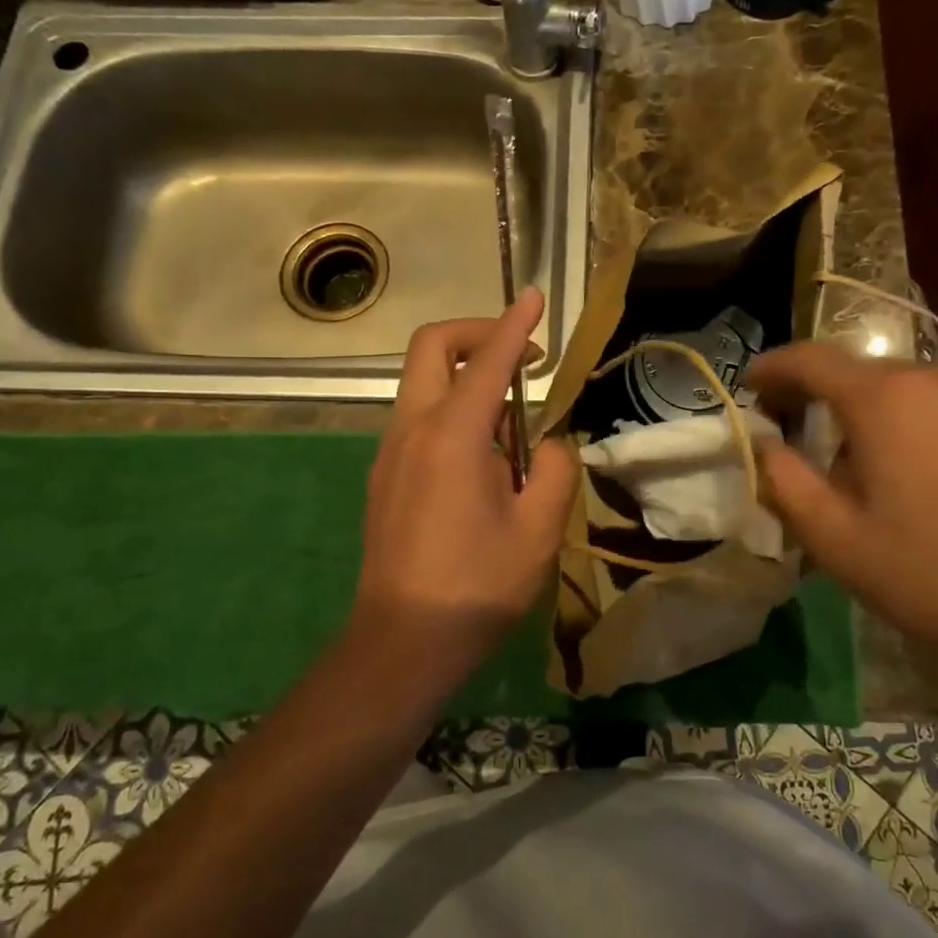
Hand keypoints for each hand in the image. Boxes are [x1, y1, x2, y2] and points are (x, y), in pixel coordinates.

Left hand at [349, 288, 578, 685]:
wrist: (404, 641)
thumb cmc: (478, 585)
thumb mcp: (539, 528)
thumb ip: (554, 470)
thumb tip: (547, 446)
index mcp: (452, 434)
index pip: (488, 359)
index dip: (515, 323)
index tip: (534, 296)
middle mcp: (412, 429)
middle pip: (432, 348)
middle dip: (476, 332)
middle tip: (521, 355)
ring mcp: (390, 452)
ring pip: (423, 383)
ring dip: (466, 377)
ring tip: (513, 422)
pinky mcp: (384, 476)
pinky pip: (419, 419)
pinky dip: (452, 409)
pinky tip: (482, 458)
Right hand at [745, 346, 937, 694]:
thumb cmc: (931, 576)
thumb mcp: (835, 540)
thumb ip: (785, 481)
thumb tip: (766, 443)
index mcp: (885, 399)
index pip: (812, 360)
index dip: (775, 367)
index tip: (753, 383)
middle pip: (868, 376)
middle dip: (834, 403)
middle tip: (818, 450)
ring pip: (920, 391)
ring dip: (892, 418)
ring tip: (894, 475)